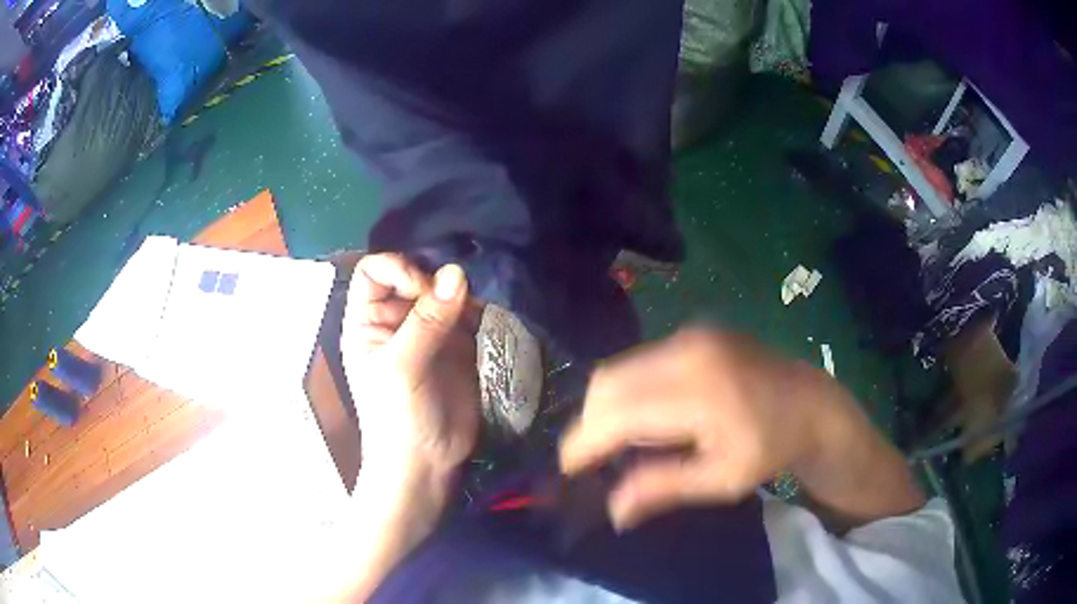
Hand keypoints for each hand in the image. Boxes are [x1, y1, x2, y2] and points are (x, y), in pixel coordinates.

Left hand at [315, 253, 478, 602]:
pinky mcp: (458, 347)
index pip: (375, 271)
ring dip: (463, 292)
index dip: (399, 269)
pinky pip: (469, 316)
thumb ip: (427, 321)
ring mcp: (429, 333)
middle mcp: (397, 320)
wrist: (425, 465)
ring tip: (480, 303)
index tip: (423, 290)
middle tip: (462, 294)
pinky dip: (480, 310)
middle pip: (415, 276)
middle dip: (437, 279)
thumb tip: (456, 272)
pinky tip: (490, 313)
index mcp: (368, 321)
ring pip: (445, 293)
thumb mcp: (401, 368)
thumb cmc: (396, 418)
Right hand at [560, 327, 922, 532]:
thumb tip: (611, 510)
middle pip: (608, 383)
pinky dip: (630, 390)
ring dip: (608, 407)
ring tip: (624, 441)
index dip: (584, 442)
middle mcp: (688, 352)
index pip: (617, 413)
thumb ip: (662, 488)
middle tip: (597, 460)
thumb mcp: (721, 480)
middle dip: (590, 424)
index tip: (569, 470)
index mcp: (700, 392)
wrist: (811, 404)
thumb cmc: (771, 449)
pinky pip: (640, 361)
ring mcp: (691, 335)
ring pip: (619, 369)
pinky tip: (649, 416)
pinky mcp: (694, 332)